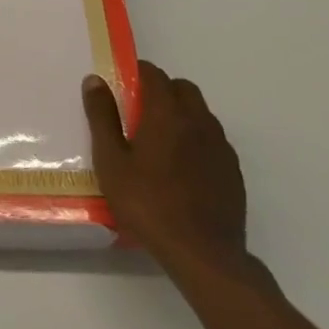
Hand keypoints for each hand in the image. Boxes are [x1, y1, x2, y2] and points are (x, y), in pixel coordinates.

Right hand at [83, 60, 253, 275]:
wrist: (203, 254)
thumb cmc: (148, 203)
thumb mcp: (111, 161)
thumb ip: (102, 117)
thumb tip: (95, 80)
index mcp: (167, 112)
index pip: (154, 74)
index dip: (137, 74)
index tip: (123, 88)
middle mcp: (198, 120)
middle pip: (182, 88)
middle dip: (162, 91)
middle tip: (140, 115)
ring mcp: (220, 146)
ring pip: (201, 114)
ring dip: (182, 115)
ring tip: (161, 143)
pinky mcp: (233, 171)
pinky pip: (213, 141)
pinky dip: (197, 141)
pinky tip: (183, 170)